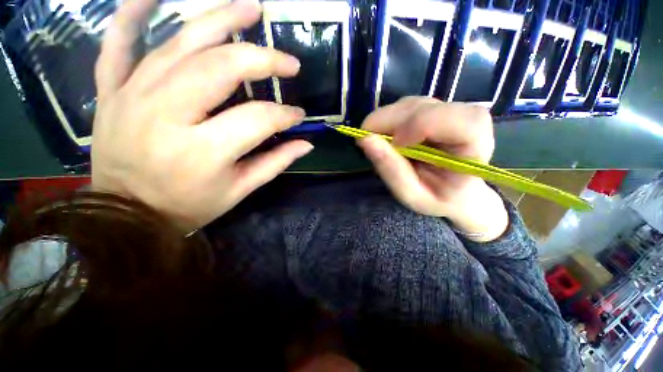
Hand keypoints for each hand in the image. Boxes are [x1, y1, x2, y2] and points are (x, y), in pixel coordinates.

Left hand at [92, 0, 312, 231]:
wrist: (127, 214)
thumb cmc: (190, 205)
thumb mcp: (240, 190)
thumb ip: (275, 163)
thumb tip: (306, 144)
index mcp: (205, 150)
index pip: (259, 118)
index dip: (286, 115)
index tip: (299, 116)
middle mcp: (168, 114)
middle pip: (222, 67)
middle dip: (263, 59)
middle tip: (288, 62)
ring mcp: (133, 96)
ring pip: (181, 43)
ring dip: (221, 20)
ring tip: (252, 9)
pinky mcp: (112, 91)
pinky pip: (118, 43)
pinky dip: (133, 13)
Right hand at [358, 98, 507, 241]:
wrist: (455, 191)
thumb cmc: (437, 198)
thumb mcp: (412, 195)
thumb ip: (391, 170)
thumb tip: (364, 140)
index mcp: (476, 149)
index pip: (460, 122)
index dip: (421, 125)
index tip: (395, 144)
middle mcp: (468, 121)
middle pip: (426, 108)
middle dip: (390, 121)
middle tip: (366, 140)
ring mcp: (450, 111)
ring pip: (412, 104)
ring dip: (386, 120)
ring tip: (377, 143)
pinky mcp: (435, 109)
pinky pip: (406, 106)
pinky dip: (388, 119)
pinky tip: (386, 137)